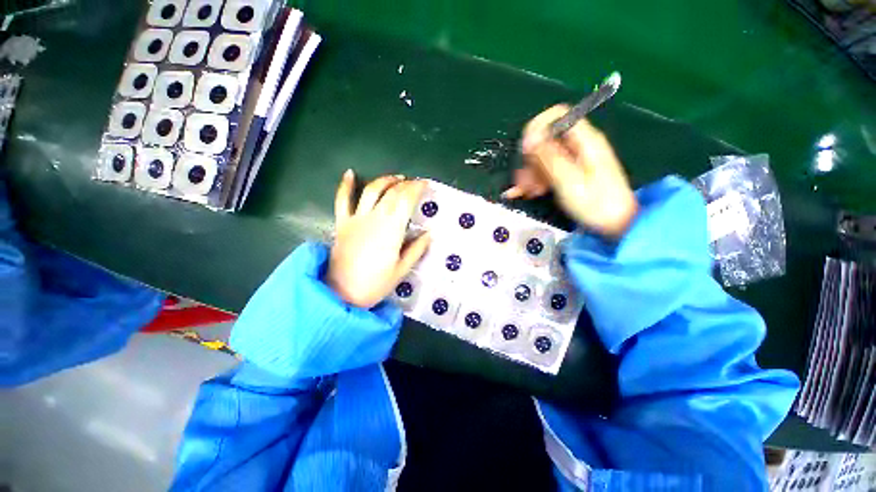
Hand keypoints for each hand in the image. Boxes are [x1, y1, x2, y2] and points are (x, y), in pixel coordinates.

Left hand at [326, 170, 430, 307]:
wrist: (341, 294)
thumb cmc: (375, 284)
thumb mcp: (402, 270)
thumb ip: (416, 249)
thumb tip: (430, 234)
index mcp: (391, 230)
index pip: (406, 201)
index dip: (416, 188)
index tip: (425, 184)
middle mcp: (374, 218)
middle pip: (391, 193)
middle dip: (405, 184)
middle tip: (415, 184)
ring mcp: (356, 219)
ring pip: (371, 191)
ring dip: (384, 180)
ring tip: (396, 178)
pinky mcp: (342, 223)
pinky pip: (342, 200)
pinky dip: (345, 185)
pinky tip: (349, 173)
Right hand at [504, 105, 638, 237]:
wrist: (616, 225)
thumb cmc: (596, 204)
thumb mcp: (569, 181)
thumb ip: (548, 157)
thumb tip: (529, 137)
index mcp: (584, 141)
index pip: (557, 115)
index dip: (537, 128)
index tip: (525, 150)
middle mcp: (578, 146)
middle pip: (546, 140)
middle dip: (530, 159)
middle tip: (523, 180)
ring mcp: (574, 160)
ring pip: (544, 157)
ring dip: (531, 173)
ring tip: (526, 192)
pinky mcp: (570, 174)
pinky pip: (548, 170)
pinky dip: (536, 180)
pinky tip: (527, 192)